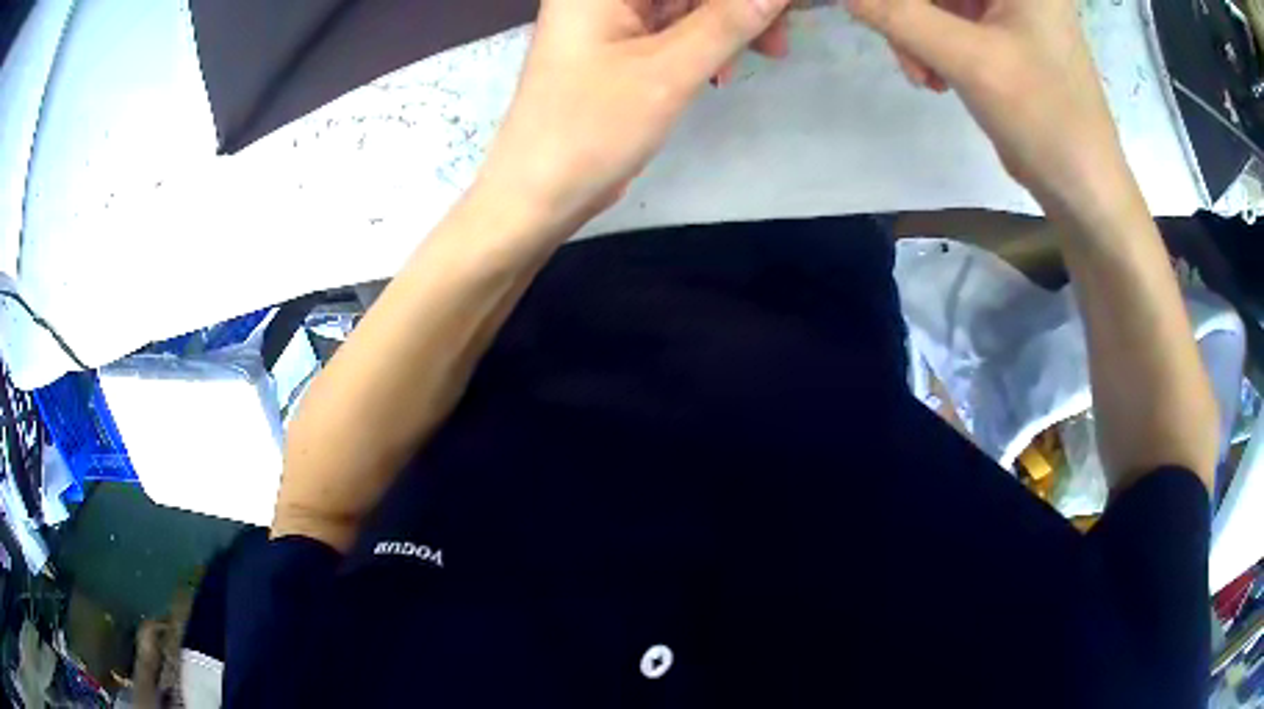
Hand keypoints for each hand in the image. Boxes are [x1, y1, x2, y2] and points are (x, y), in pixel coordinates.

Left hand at [474, 0, 792, 236]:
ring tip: (768, 53)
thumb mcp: (667, 72)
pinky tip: (725, 65)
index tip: (784, 7)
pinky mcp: (616, 44)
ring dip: (728, 23)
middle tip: (780, 38)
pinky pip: (673, 26)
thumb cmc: (590, 129)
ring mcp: (608, 18)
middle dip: (736, 4)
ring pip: (684, 3)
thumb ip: (728, 23)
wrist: (539, 194)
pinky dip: (705, 40)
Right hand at [847, 0, 1134, 218]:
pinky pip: (950, 21)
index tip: (880, 17)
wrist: (1084, 189)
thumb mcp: (970, 61)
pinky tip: (936, 77)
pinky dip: (933, 45)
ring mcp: (1011, 9)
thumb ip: (900, 16)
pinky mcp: (1005, 34)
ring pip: (939, 2)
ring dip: (916, 33)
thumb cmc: (1045, 120)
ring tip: (924, 77)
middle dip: (909, 13)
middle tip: (905, 55)